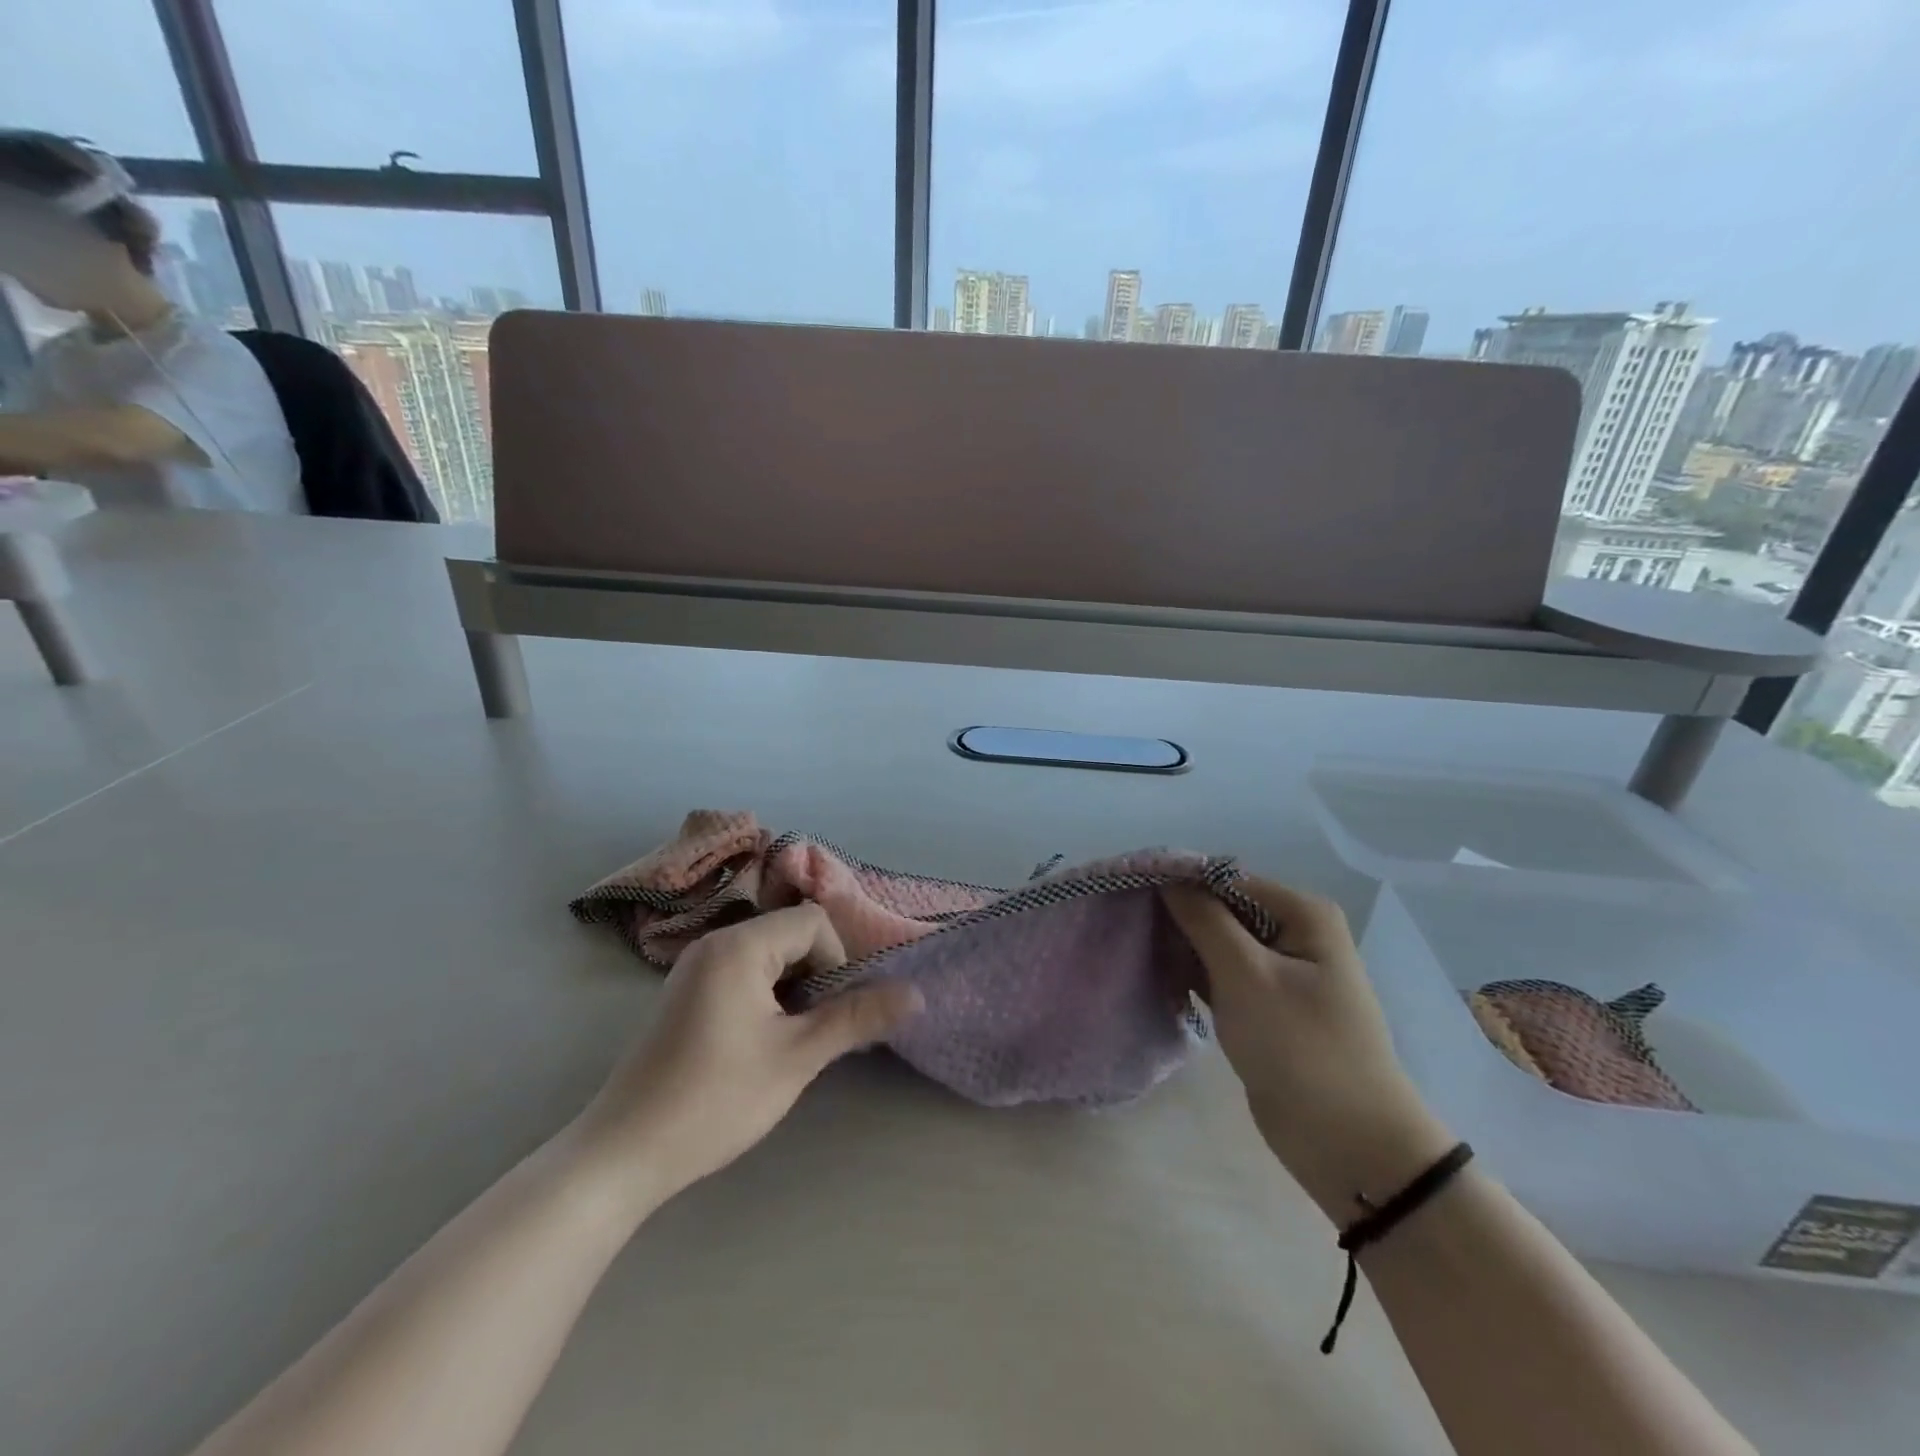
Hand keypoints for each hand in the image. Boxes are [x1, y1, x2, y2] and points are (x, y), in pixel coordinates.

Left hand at [569, 904, 922, 1210]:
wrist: (622, 1154)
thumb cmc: (715, 1099)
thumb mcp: (796, 1058)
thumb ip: (857, 1017)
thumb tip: (916, 994)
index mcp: (738, 945)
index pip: (813, 922)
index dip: (836, 961)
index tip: (828, 1013)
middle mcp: (713, 942)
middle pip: (790, 933)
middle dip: (814, 975)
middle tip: (809, 1030)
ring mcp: (693, 966)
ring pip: (768, 954)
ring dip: (790, 988)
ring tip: (784, 1041)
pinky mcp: (683, 991)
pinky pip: (741, 971)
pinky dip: (763, 994)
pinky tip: (754, 1043)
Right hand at [1164, 877, 1454, 1217]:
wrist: (1348, 1146)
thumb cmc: (1300, 1048)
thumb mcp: (1246, 975)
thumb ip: (1204, 919)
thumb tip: (1168, 877)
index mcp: (1301, 914)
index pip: (1225, 879)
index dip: (1178, 883)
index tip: (1130, 894)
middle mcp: (1294, 933)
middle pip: (1221, 908)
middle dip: (1178, 918)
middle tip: (1129, 929)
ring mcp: (1281, 972)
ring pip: (1217, 943)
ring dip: (1182, 948)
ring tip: (1138, 954)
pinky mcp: (1267, 1006)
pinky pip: (1222, 975)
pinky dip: (1194, 976)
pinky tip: (1160, 981)